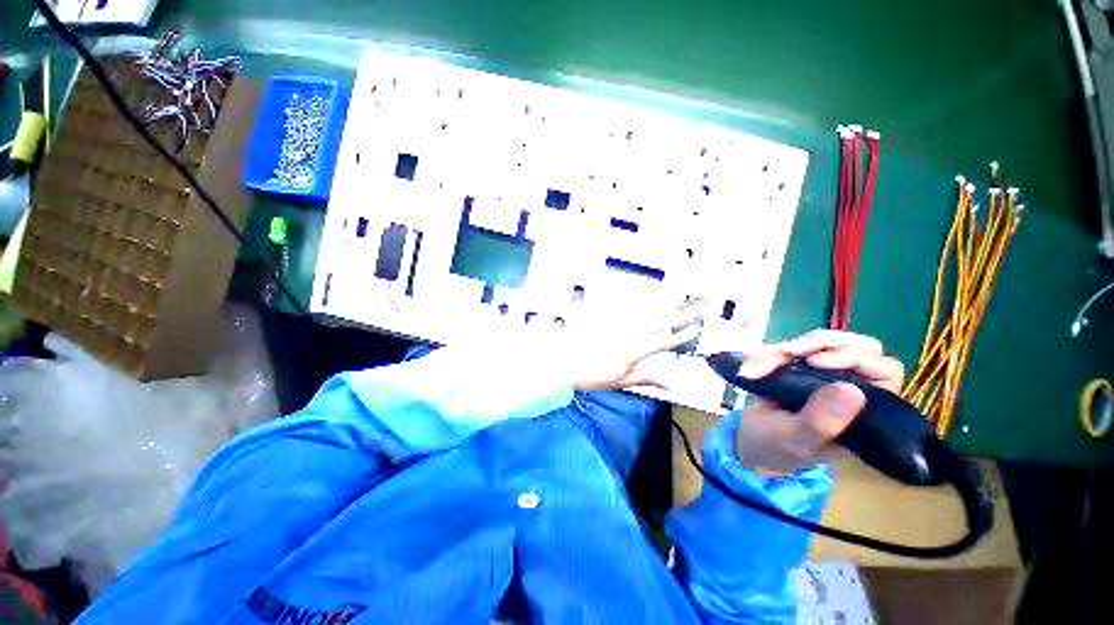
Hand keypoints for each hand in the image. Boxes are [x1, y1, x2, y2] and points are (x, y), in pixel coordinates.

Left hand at [571, 305, 704, 391]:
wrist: (563, 362)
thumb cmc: (591, 375)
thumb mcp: (620, 381)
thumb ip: (646, 378)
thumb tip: (671, 383)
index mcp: (633, 353)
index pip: (663, 342)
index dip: (681, 336)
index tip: (697, 328)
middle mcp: (628, 335)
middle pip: (659, 323)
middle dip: (681, 315)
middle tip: (698, 307)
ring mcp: (616, 323)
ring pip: (645, 311)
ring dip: (664, 304)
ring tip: (680, 296)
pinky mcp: (605, 316)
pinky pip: (626, 306)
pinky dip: (641, 301)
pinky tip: (649, 296)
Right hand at [731, 330, 904, 474]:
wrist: (747, 438)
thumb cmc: (777, 446)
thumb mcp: (797, 439)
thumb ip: (822, 421)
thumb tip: (853, 391)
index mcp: (865, 412)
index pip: (884, 372)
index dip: (857, 358)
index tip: (816, 362)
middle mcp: (852, 387)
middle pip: (858, 346)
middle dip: (821, 344)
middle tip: (788, 352)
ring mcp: (825, 374)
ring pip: (820, 343)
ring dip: (783, 351)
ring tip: (755, 368)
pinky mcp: (800, 365)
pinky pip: (792, 347)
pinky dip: (768, 352)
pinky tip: (751, 366)